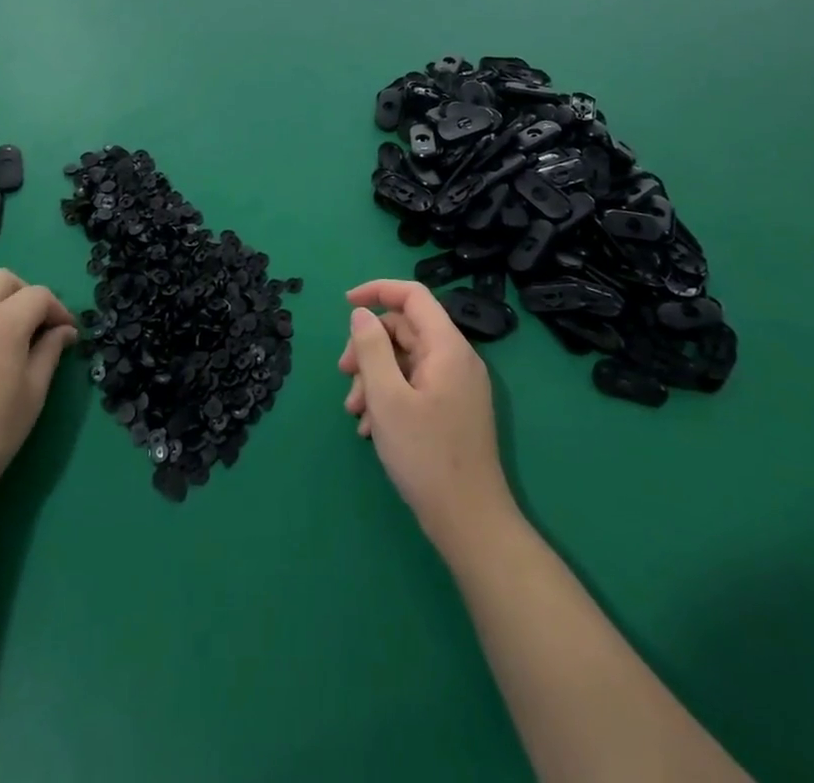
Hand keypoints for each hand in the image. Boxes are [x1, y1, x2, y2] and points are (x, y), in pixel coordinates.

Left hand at [0, 269, 77, 530]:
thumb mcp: (32, 395)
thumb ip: (50, 353)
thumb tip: (63, 331)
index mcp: (1, 323)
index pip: (38, 295)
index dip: (58, 310)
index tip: (66, 335)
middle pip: (0, 280)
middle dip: (24, 295)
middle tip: (35, 330)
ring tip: (2, 355)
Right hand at [340, 280, 516, 556]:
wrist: (469, 522)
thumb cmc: (425, 455)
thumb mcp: (387, 398)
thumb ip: (371, 348)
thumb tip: (361, 313)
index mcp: (447, 347)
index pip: (413, 295)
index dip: (377, 290)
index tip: (345, 304)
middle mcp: (456, 359)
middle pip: (405, 329)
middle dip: (368, 346)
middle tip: (343, 374)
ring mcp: (456, 386)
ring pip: (405, 360)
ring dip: (373, 377)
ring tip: (354, 412)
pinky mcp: (452, 409)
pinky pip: (414, 385)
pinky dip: (388, 396)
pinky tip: (370, 428)